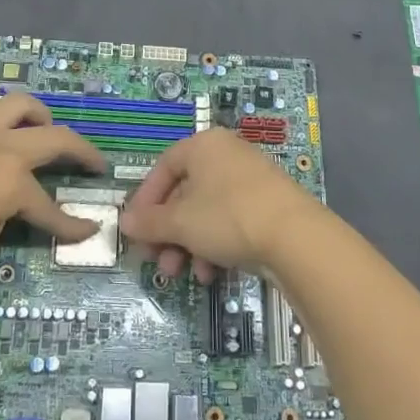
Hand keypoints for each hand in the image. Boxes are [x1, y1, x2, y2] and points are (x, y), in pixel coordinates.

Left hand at [0, 88, 106, 279]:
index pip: (50, 207)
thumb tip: (0, 211)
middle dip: (82, 152)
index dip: (72, 224)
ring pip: (17, 104)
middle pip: (54, 138)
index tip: (88, 231)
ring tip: (41, 128)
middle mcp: (0, 145)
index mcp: (12, 181)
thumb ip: (1, 223)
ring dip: (38, 114)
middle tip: (93, 163)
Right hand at [121, 129, 323, 282]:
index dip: (145, 200)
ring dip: (189, 245)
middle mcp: (226, 155)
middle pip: (184, 193)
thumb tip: (124, 221)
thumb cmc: (228, 217)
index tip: (136, 231)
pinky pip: (229, 222)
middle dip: (167, 232)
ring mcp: (249, 180)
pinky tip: (212, 274)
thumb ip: (149, 222)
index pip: (163, 167)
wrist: (296, 238)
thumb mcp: (180, 222)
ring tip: (184, 274)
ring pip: (206, 212)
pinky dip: (215, 246)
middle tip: (158, 261)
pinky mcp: (267, 206)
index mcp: (204, 146)